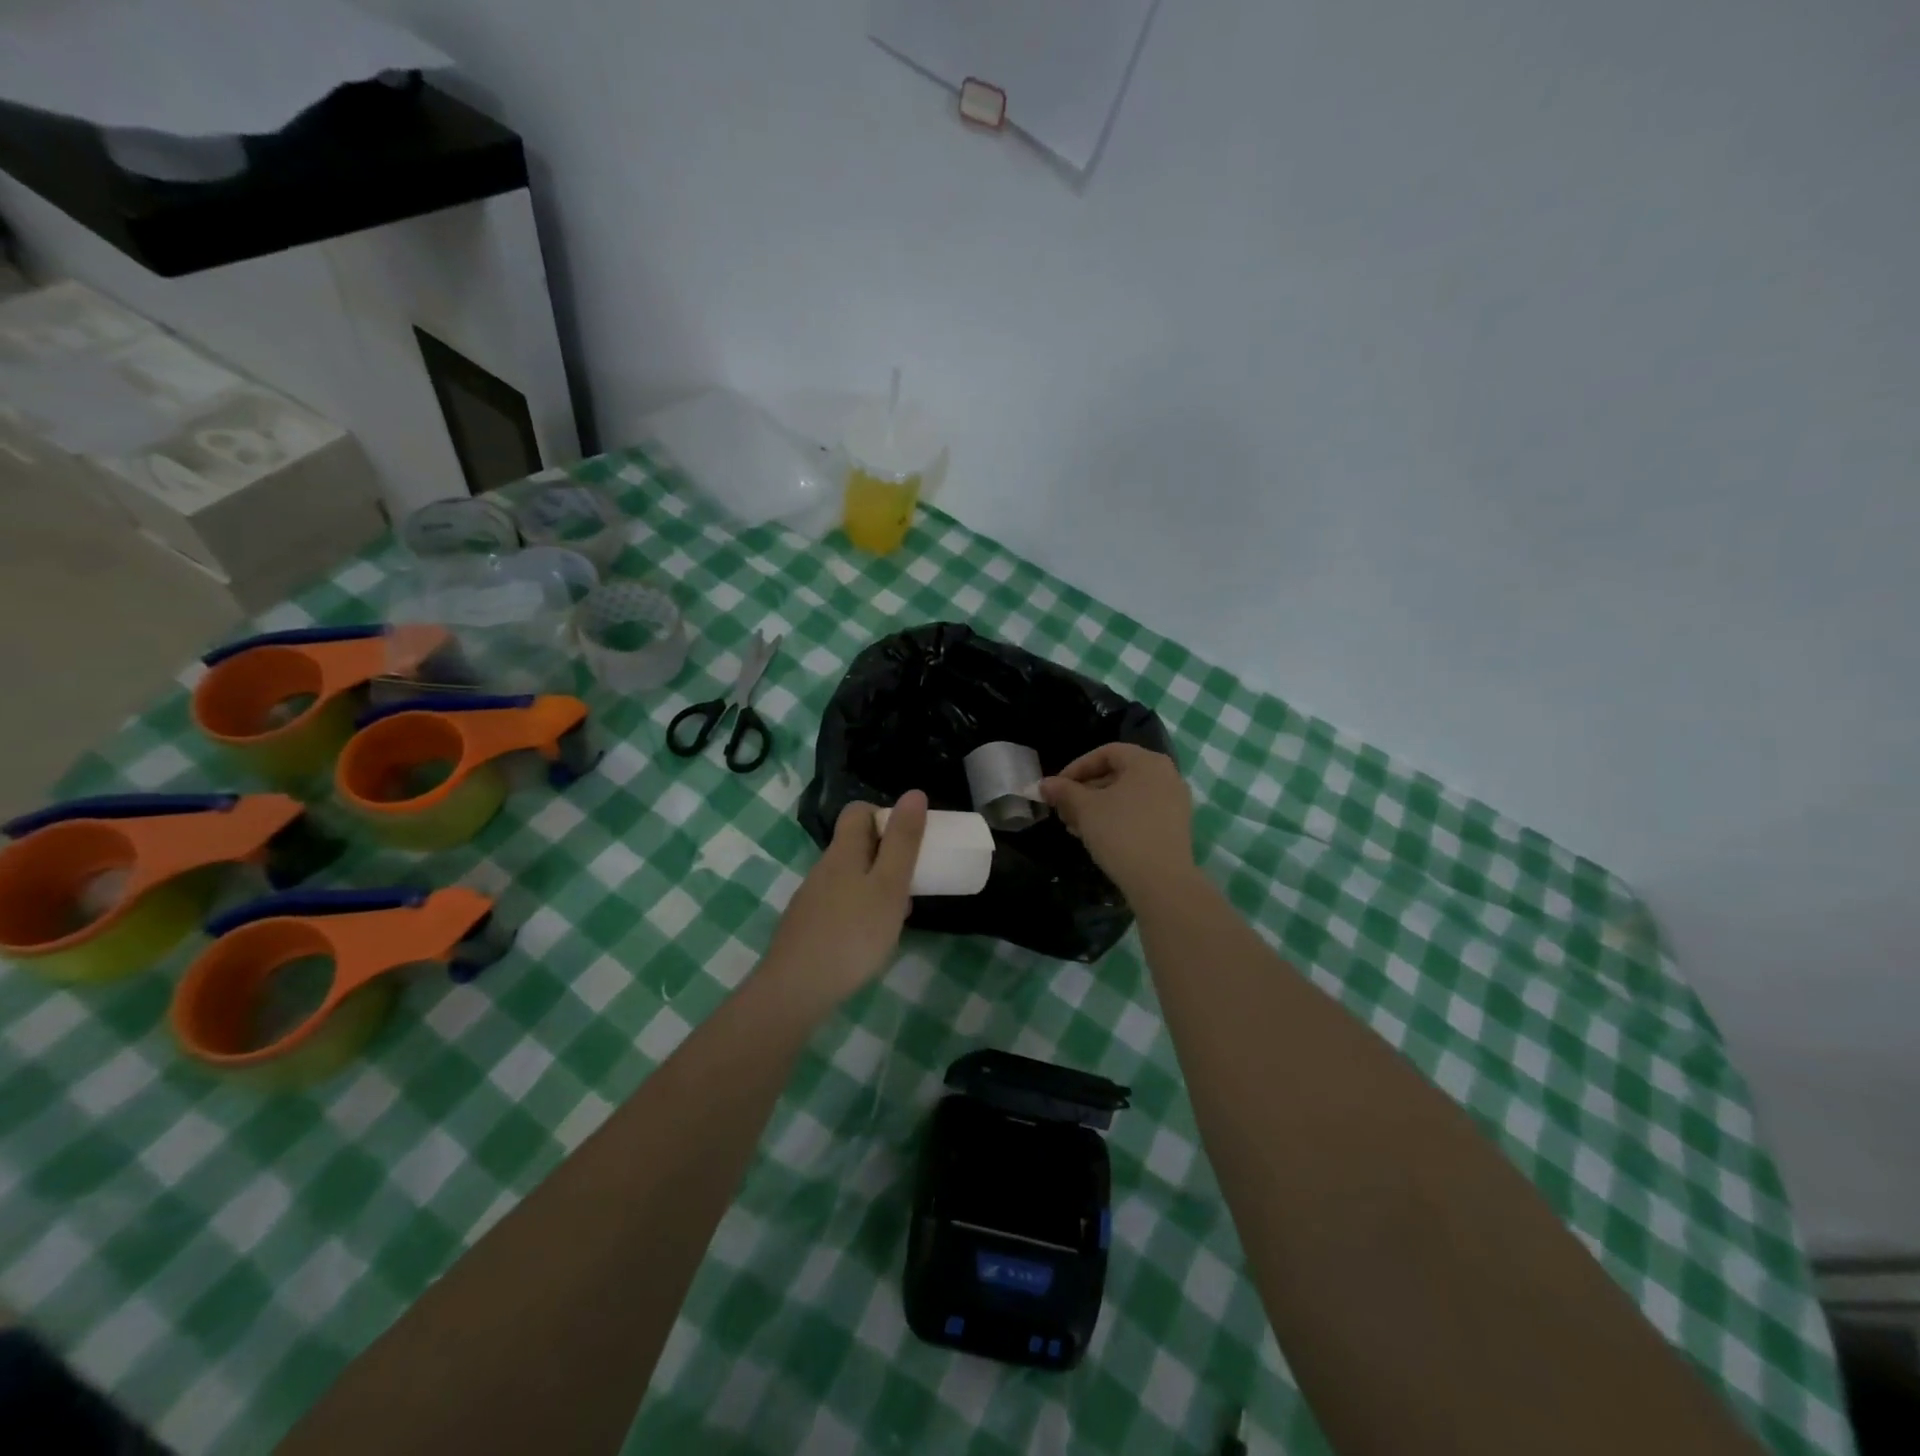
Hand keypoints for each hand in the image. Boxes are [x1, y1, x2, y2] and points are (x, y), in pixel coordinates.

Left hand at [761, 790, 928, 1003]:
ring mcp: (811, 899)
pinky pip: (840, 904)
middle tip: (912, 881)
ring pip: (850, 878)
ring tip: (897, 915)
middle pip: (855, 845)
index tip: (909, 840)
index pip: (858, 812)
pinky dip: (860, 911)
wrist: (795, 989)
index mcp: (843, 852)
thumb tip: (913, 793)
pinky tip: (870, 940)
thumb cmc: (852, 933)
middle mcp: (823, 869)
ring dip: (876, 886)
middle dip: (887, 856)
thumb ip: (904, 842)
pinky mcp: (807, 926)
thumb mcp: (889, 886)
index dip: (885, 815)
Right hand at [1041, 744, 1194, 899]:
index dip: (1076, 767)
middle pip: (1117, 774)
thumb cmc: (1121, 833)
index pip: (1106, 753)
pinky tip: (1096, 837)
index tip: (1057, 788)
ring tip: (1074, 826)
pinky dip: (1117, 818)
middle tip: (1063, 810)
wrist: (1162, 882)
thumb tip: (1044, 784)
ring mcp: (1174, 802)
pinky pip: (1140, 812)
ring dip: (1097, 807)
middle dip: (1084, 791)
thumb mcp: (1085, 809)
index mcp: (1147, 762)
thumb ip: (1064, 791)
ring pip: (1127, 796)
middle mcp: (1166, 775)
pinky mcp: (1175, 827)